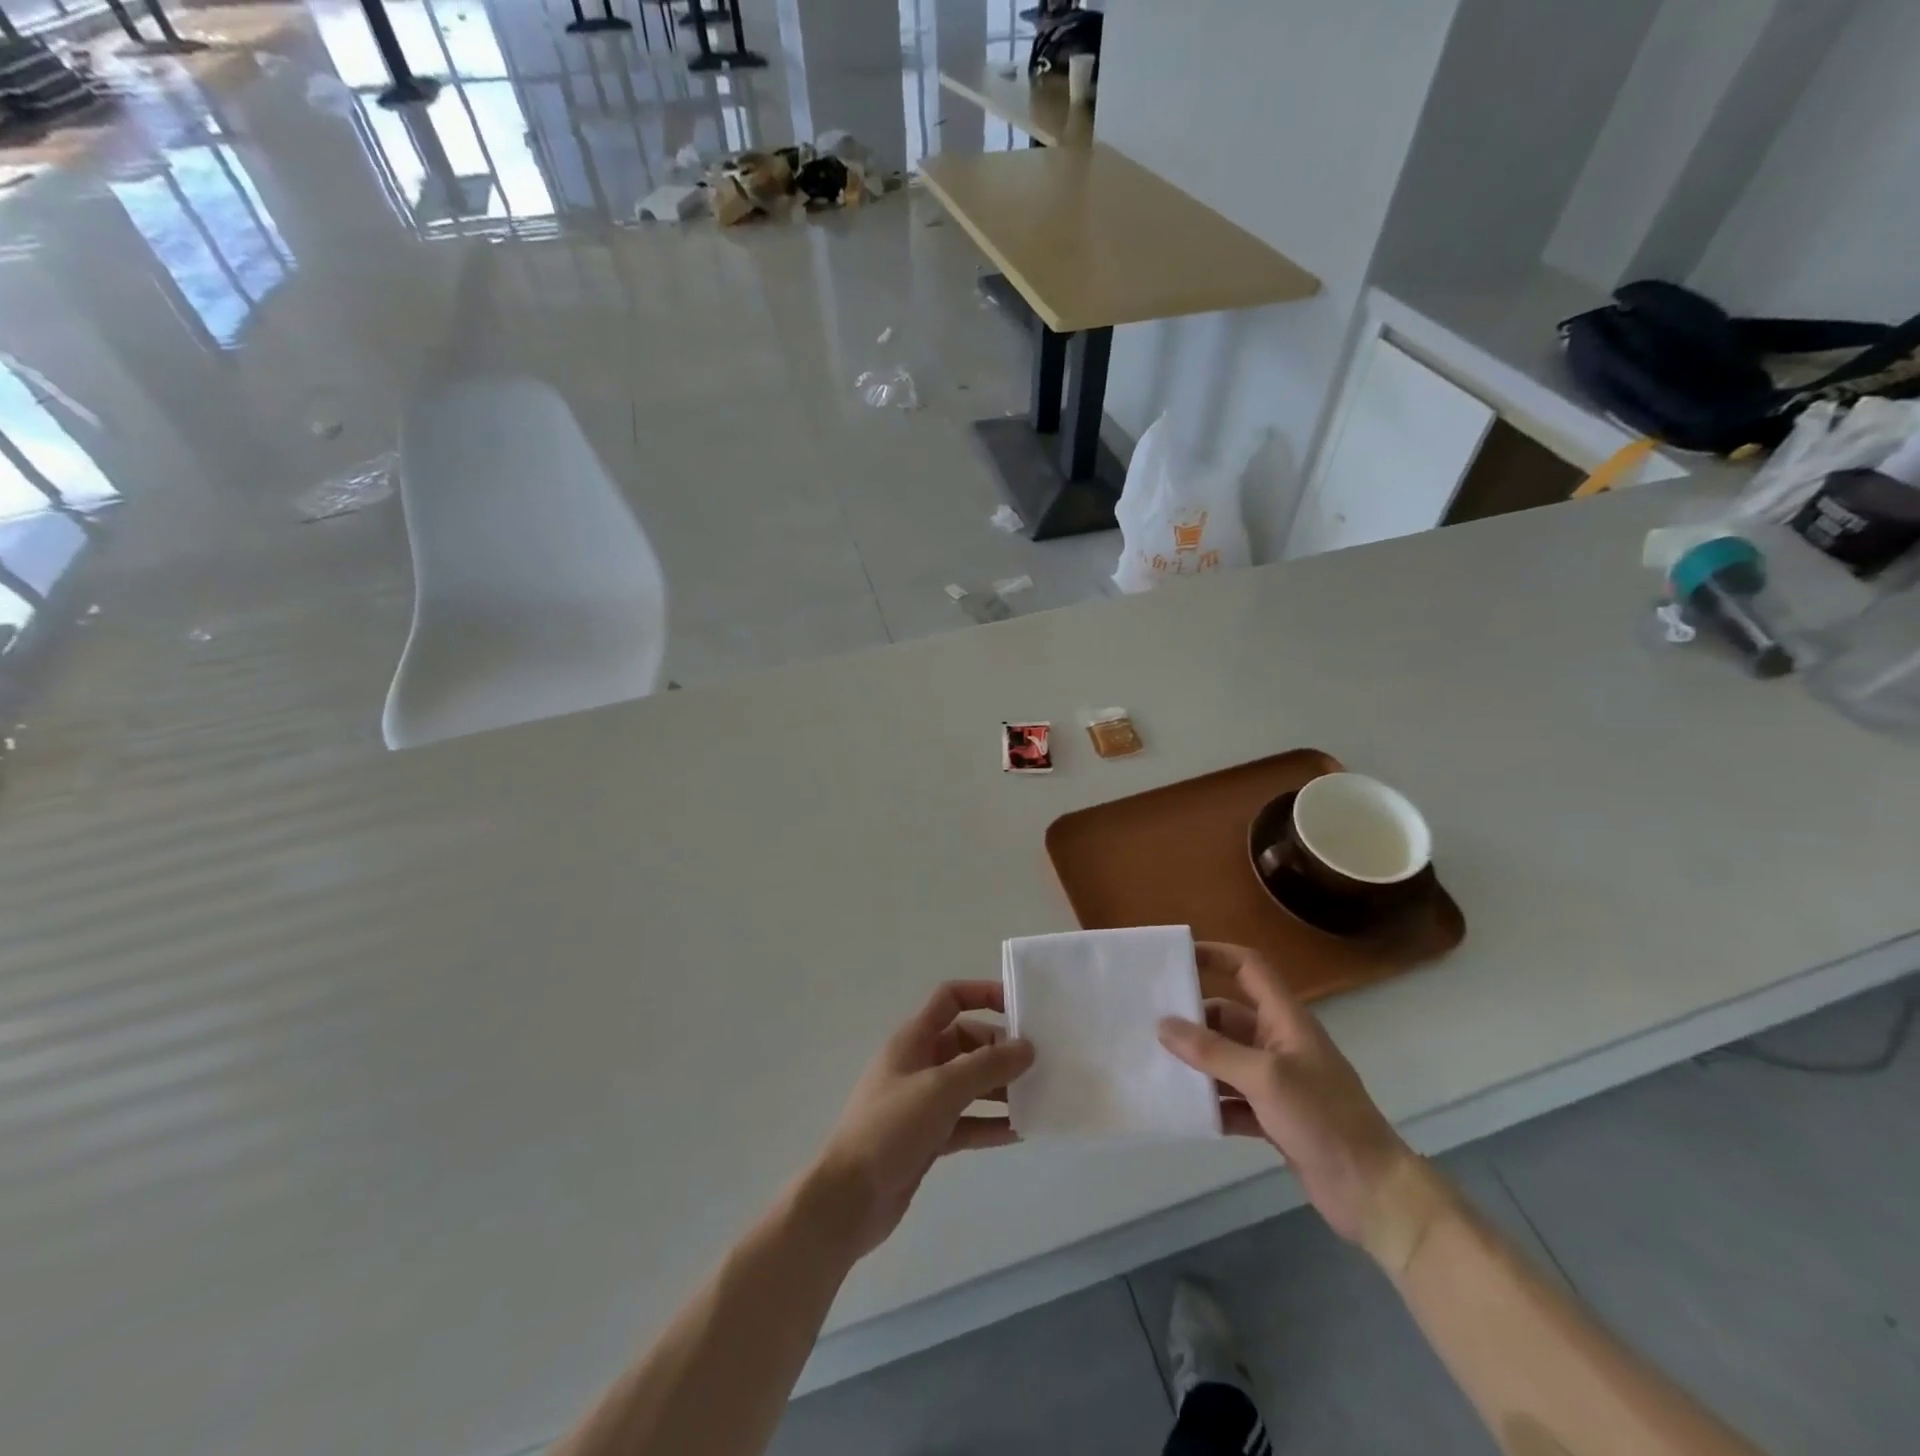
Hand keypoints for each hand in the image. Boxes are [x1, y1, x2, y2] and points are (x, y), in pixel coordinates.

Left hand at [806, 981, 1034, 1259]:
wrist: (848, 1199)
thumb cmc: (890, 1128)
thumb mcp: (941, 1088)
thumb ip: (986, 1066)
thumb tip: (1026, 1047)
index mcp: (914, 1039)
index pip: (950, 999)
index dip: (983, 994)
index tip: (1020, 1007)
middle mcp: (919, 1064)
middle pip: (967, 1043)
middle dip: (1000, 1050)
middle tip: (1039, 1065)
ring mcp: (923, 1103)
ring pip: (970, 1084)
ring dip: (1001, 1088)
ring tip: (1040, 1097)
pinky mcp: (928, 1138)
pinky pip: (968, 1122)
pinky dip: (991, 1124)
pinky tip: (1021, 1132)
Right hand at [1158, 943, 1415, 1246]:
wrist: (1372, 1193)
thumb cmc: (1323, 1118)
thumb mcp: (1264, 1078)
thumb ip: (1212, 1051)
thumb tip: (1162, 1025)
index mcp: (1284, 1020)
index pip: (1249, 968)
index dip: (1215, 955)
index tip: (1176, 957)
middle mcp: (1278, 1043)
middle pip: (1227, 1017)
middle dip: (1192, 1020)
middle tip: (1148, 1025)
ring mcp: (1276, 1082)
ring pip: (1224, 1060)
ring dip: (1197, 1065)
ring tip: (1155, 1067)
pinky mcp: (1272, 1117)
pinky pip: (1230, 1100)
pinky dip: (1210, 1104)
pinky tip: (1183, 1112)